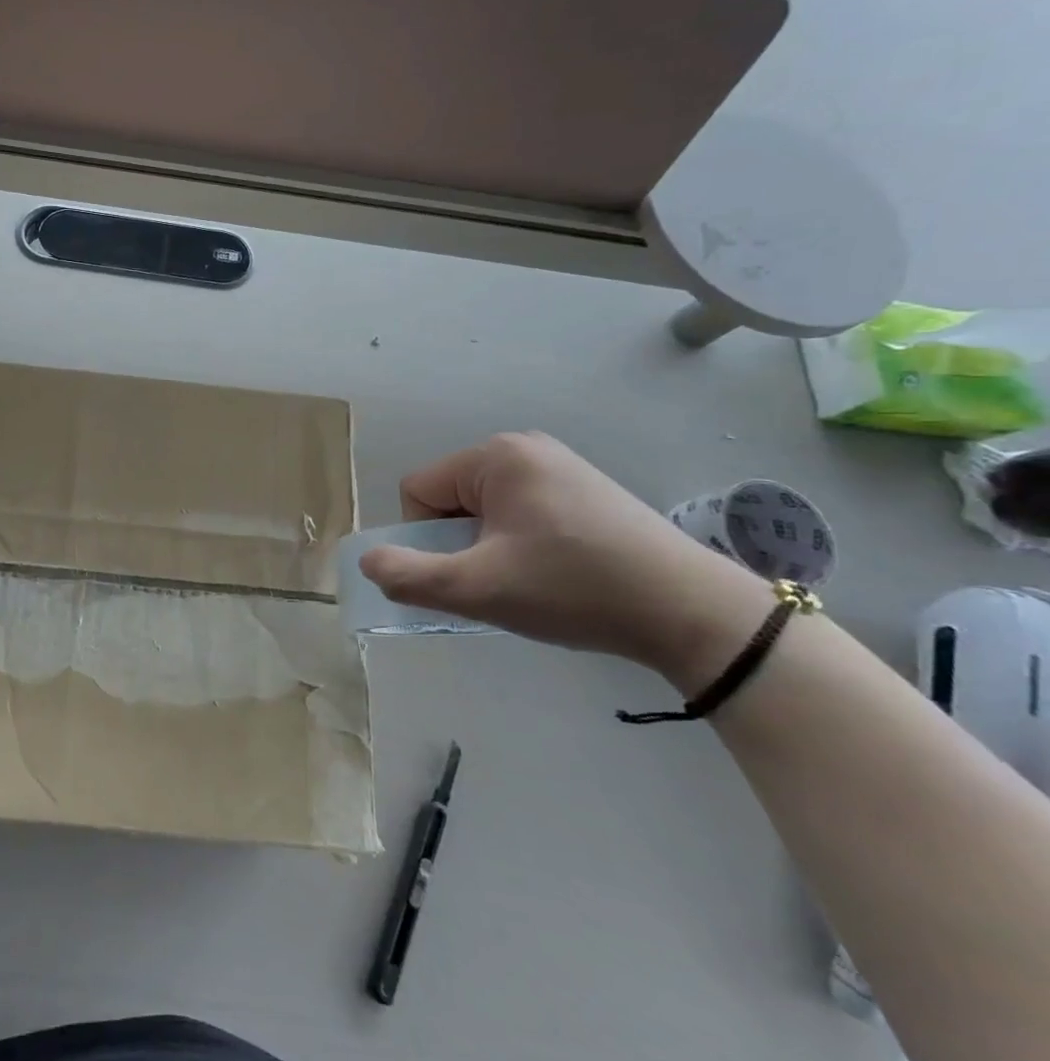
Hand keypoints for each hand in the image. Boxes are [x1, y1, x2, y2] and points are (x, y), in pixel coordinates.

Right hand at [358, 433, 772, 689]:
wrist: (692, 613)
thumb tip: (368, 563)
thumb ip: (408, 575)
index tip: (467, 573)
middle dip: (458, 543)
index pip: (419, 491)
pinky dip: (520, 543)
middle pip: (450, 498)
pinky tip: (556, 573)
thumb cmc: (573, 589)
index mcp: (496, 455)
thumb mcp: (478, 588)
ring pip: (484, 509)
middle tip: (499, 581)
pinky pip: (520, 511)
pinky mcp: (586, 490)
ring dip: (487, 547)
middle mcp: (525, 447)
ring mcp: (560, 465)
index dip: (426, 539)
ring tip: (530, 581)